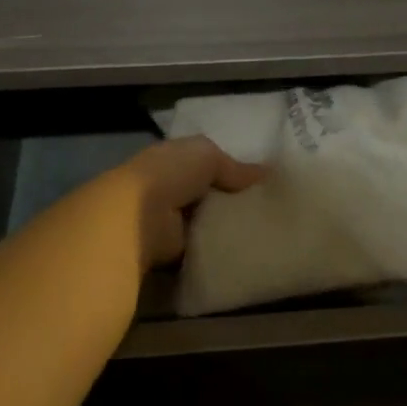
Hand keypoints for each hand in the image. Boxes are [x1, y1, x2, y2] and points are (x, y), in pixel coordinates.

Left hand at [115, 136, 266, 267]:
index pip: (202, 162)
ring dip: (224, 226)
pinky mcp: (173, 249)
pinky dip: (217, 248)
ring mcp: (169, 220)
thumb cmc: (170, 174)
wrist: (140, 216)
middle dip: (230, 200)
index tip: (258, 181)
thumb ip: (234, 166)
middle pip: (206, 193)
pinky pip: (201, 246)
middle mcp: (168, 187)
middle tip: (266, 209)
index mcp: (172, 159)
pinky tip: (244, 250)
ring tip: (262, 231)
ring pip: (205, 221)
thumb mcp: (207, 155)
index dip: (228, 169)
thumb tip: (266, 173)